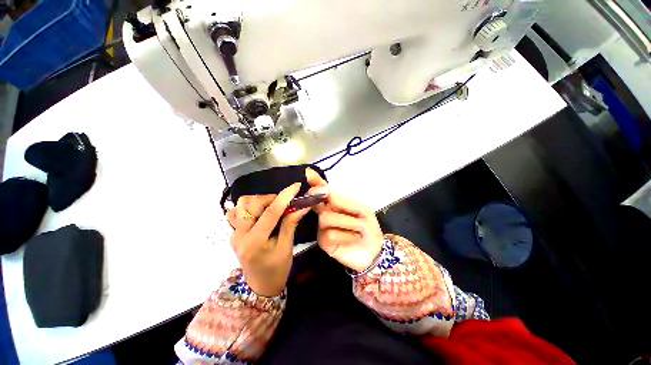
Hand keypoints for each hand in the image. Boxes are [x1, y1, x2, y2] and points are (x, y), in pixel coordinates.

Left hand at [226, 183, 309, 296]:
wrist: (259, 286)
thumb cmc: (277, 270)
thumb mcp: (287, 247)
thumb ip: (291, 223)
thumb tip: (302, 205)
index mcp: (255, 242)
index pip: (270, 212)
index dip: (285, 197)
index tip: (296, 186)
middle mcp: (240, 235)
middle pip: (252, 204)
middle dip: (271, 198)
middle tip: (284, 203)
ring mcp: (234, 233)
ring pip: (242, 204)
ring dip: (260, 200)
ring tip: (272, 207)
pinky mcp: (233, 232)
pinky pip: (237, 211)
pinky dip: (250, 206)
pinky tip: (260, 212)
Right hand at [306, 176, 383, 271]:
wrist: (374, 251)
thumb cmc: (369, 227)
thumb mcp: (362, 210)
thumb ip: (343, 202)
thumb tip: (325, 191)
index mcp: (335, 204)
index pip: (322, 191)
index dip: (315, 182)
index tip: (308, 173)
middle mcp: (325, 213)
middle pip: (318, 202)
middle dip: (330, 203)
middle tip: (346, 211)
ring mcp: (322, 227)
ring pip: (326, 218)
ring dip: (348, 223)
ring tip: (359, 229)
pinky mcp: (323, 242)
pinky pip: (330, 234)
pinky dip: (346, 236)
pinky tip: (354, 239)